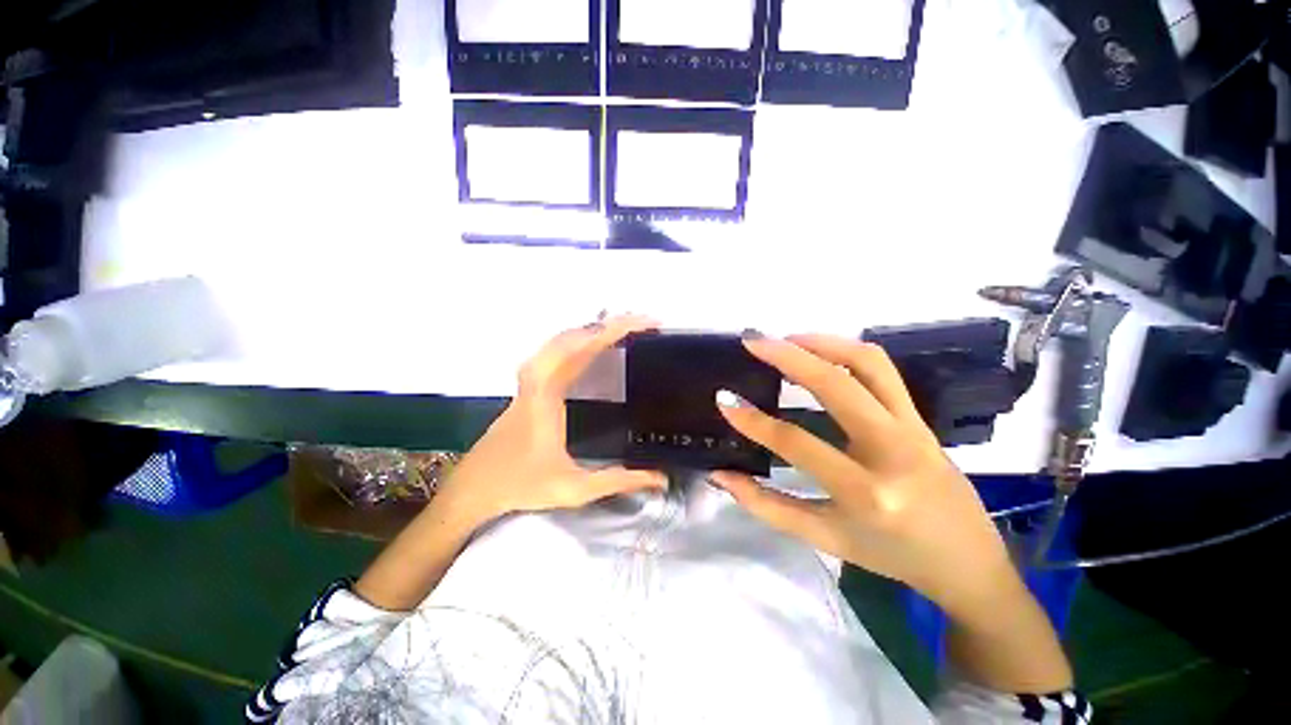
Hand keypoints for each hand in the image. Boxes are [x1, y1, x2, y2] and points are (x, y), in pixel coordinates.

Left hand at [437, 314, 667, 525]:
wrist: (475, 487)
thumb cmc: (522, 485)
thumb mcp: (575, 488)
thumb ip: (619, 481)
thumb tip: (661, 478)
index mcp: (547, 393)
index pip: (583, 348)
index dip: (615, 330)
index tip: (644, 323)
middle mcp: (538, 377)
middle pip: (575, 335)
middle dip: (612, 323)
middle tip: (643, 322)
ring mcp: (531, 378)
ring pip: (564, 338)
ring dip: (595, 328)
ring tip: (626, 328)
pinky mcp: (530, 384)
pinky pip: (556, 350)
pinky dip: (580, 339)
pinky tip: (593, 345)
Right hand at [710, 334, 1023, 624]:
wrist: (966, 562)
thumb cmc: (890, 555)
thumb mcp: (824, 539)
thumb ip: (766, 506)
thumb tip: (720, 476)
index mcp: (866, 493)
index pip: (797, 442)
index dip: (754, 420)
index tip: (724, 399)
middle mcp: (893, 451)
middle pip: (836, 385)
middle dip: (788, 357)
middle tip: (753, 341)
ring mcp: (913, 427)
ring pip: (868, 364)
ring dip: (822, 342)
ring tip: (785, 339)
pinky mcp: (920, 416)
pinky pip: (883, 370)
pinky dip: (847, 351)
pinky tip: (820, 351)